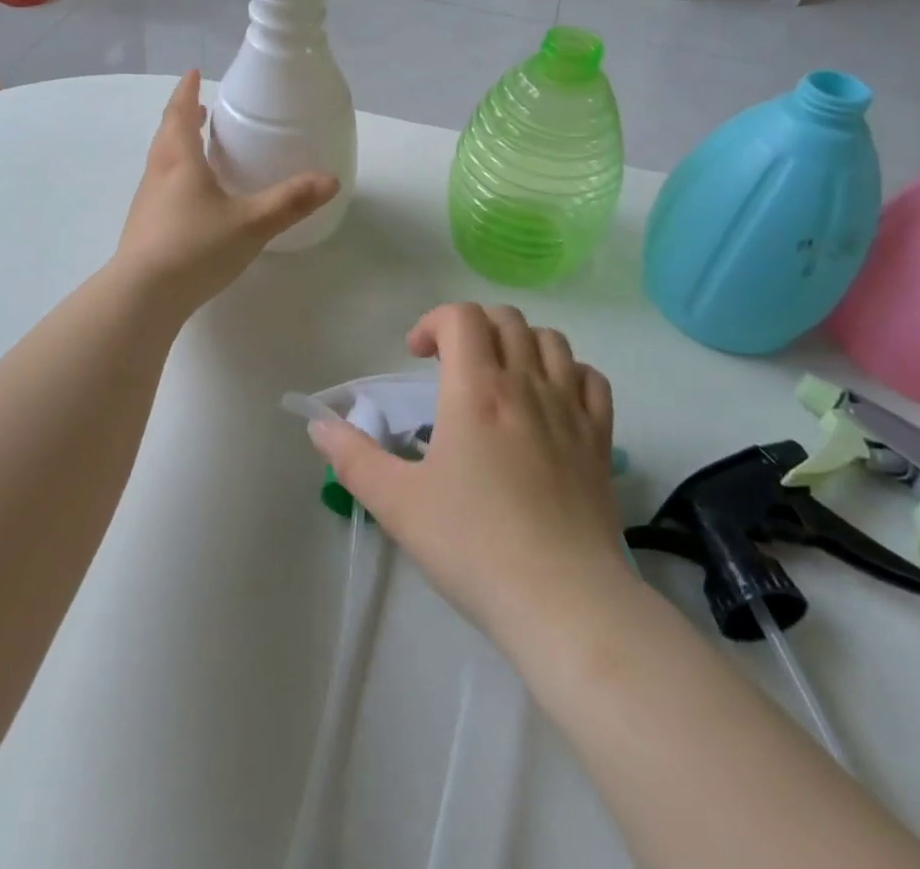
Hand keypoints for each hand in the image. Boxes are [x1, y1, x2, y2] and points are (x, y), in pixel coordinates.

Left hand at [113, 71, 338, 314]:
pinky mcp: (143, 229)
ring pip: (160, 162)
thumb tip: (331, 180)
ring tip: (195, 148)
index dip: (187, 92)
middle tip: (198, 108)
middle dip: (181, 117)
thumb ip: (291, 201)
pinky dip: (175, 176)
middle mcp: (158, 175)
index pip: (180, 114)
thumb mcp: (251, 223)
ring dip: (176, 146)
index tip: (192, 73)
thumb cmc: (196, 247)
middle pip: (166, 135)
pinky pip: (160, 188)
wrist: (142, 296)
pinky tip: (191, 199)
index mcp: (180, 162)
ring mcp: (146, 203)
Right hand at [309, 303, 623, 650]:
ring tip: (499, 374)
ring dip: (518, 342)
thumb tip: (319, 425)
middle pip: (505, 319)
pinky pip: (591, 379)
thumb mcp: (397, 503)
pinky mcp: (600, 439)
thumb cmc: (473, 546)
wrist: (563, 601)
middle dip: (472, 327)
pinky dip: (568, 373)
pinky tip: (550, 398)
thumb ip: (352, 458)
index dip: (433, 322)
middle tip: (450, 364)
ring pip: (550, 340)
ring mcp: (570, 409)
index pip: (461, 317)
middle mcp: (526, 384)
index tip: (416, 356)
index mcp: (477, 389)